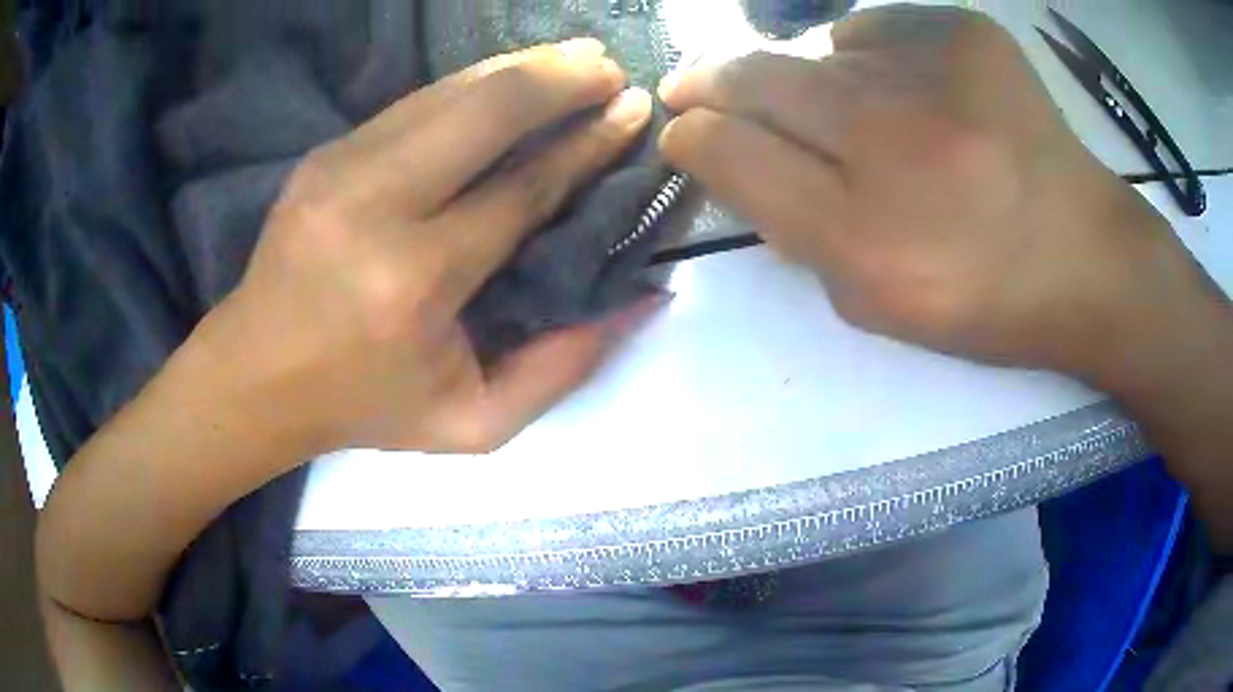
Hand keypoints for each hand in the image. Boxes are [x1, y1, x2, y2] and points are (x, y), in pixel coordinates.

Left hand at [202, 39, 657, 456]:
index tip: (633, 109)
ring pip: (447, 91)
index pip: (523, 188)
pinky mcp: (323, 155)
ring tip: (575, 54)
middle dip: (559, 78)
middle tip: (611, 65)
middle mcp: (375, 207)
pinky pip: (413, 103)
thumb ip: (562, 367)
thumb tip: (641, 298)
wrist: (254, 377)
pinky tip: (508, 75)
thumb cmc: (364, 407)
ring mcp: (339, 168)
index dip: (587, 144)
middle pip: (484, 112)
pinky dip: (471, 82)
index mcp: (417, 282)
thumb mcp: (473, 422)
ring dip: (520, 67)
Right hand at [657, 6, 1203, 377]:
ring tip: (856, 116)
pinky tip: (906, 91)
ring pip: (817, 48)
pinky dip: (870, 54)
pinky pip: (876, 27)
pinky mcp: (969, 32)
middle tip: (694, 87)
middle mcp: (895, 141)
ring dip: (810, 78)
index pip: (733, 154)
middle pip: (758, 79)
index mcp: (868, 239)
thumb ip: (790, 226)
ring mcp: (937, 70)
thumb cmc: (982, 296)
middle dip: (713, 82)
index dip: (693, 136)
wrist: (1086, 258)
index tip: (680, 128)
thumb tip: (730, 150)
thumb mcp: (872, 299)